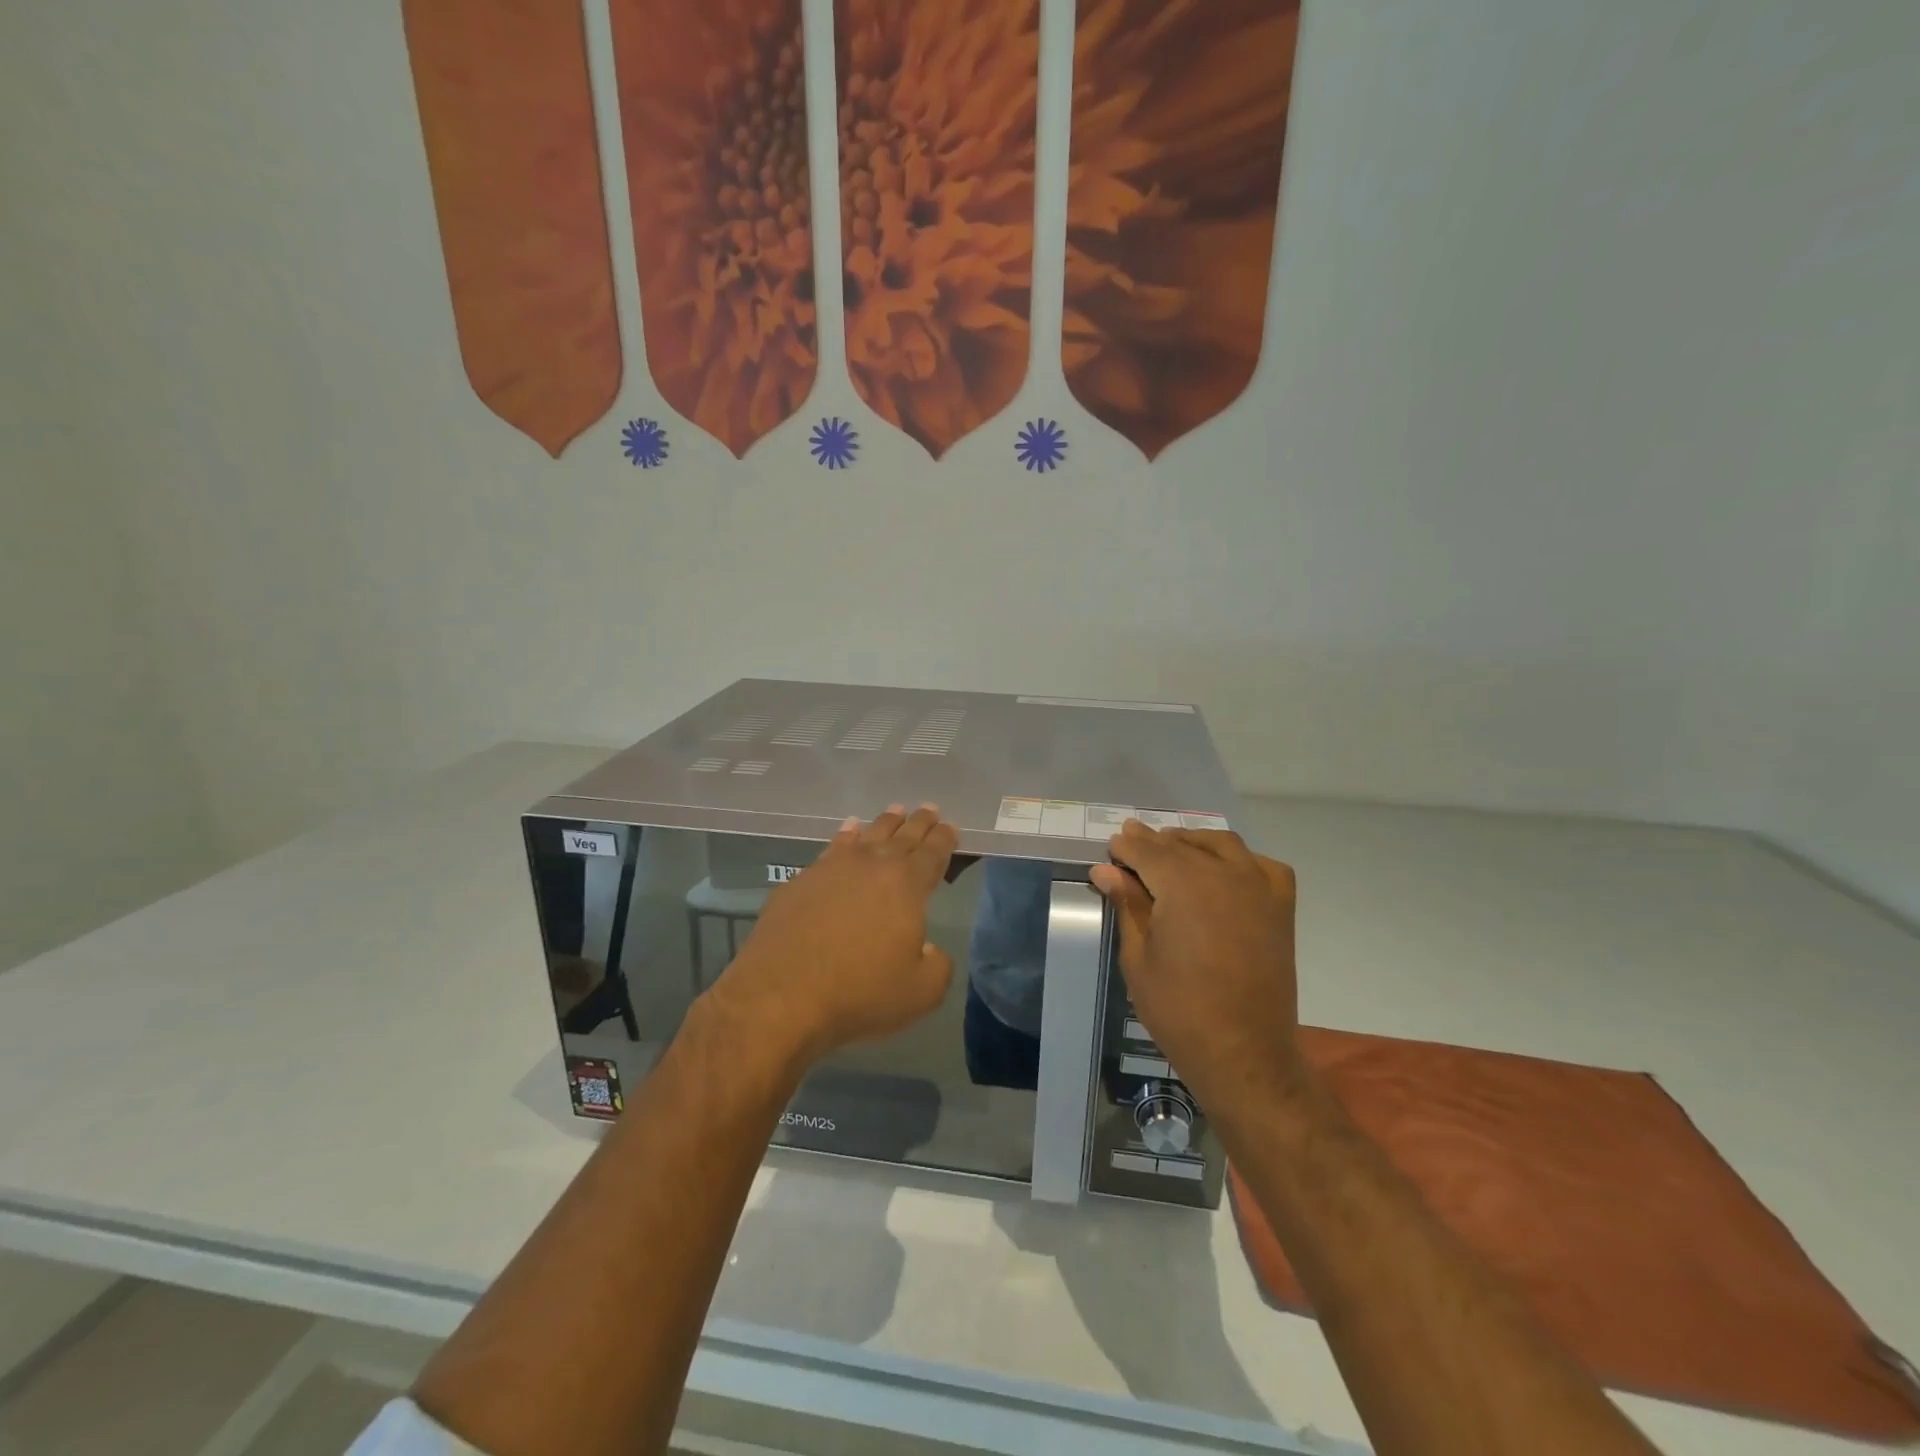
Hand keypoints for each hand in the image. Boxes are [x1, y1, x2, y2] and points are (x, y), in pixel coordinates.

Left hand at [711, 803, 957, 1065]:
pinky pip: (832, 848)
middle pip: (902, 836)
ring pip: (867, 836)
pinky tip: (848, 831)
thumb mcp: (920, 992)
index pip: (932, 853)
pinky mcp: (800, 880)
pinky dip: (846, 836)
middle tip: (929, 809)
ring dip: (885, 823)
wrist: (781, 995)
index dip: (944, 839)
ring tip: (895, 811)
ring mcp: (832, 869)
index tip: (951, 826)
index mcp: (906, 885)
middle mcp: (871, 866)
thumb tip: (929, 950)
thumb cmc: (859, 992)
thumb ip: (937, 966)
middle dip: (919, 823)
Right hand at [1089, 822, 1303, 1104]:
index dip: (1127, 847)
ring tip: (1172, 849)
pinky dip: (1240, 860)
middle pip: (1181, 846)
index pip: (1148, 851)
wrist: (1243, 1053)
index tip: (1112, 845)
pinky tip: (1225, 869)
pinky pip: (1262, 866)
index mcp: (1184, 887)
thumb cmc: (1179, 1010)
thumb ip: (1127, 905)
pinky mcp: (1280, 908)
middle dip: (1154, 842)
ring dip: (1193, 842)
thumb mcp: (1139, 957)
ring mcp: (1258, 889)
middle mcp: (1224, 876)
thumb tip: (1105, 870)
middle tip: (1132, 841)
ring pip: (1222, 845)